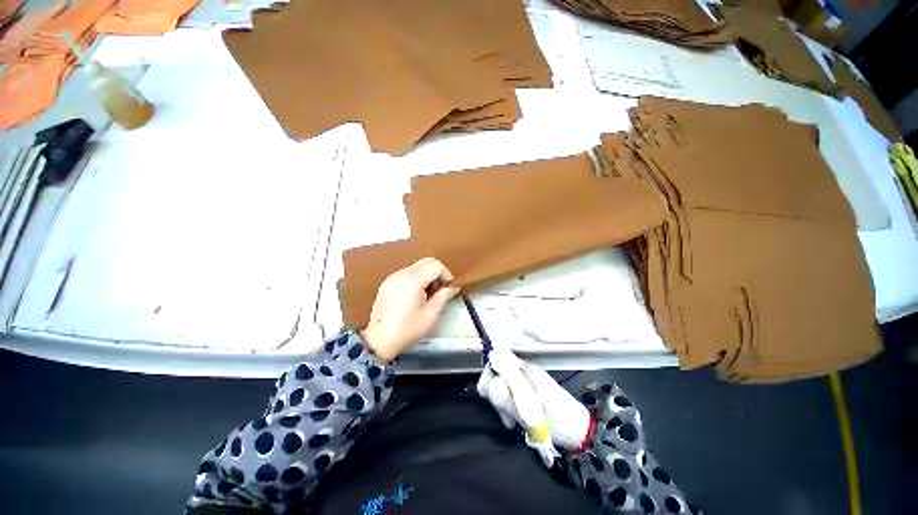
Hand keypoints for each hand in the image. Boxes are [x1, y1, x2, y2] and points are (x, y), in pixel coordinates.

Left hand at [361, 258, 459, 360]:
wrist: (379, 340)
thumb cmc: (407, 329)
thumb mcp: (431, 314)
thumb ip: (444, 296)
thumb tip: (454, 286)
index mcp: (413, 280)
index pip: (436, 265)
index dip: (446, 274)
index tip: (448, 288)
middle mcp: (401, 273)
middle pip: (426, 262)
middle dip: (437, 273)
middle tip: (439, 290)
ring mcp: (392, 277)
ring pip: (417, 266)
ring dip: (427, 275)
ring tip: (428, 295)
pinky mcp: (387, 283)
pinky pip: (407, 273)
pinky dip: (416, 279)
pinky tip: (415, 296)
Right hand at [478, 349, 590, 457]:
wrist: (579, 431)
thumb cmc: (558, 420)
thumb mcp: (532, 413)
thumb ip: (509, 399)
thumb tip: (489, 386)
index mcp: (524, 368)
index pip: (496, 359)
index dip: (489, 375)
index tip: (493, 396)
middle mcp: (522, 370)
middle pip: (495, 373)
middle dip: (495, 393)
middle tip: (505, 414)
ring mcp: (524, 380)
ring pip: (500, 385)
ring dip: (501, 403)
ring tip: (511, 421)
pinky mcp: (526, 390)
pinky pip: (507, 393)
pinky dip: (507, 406)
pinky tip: (514, 419)